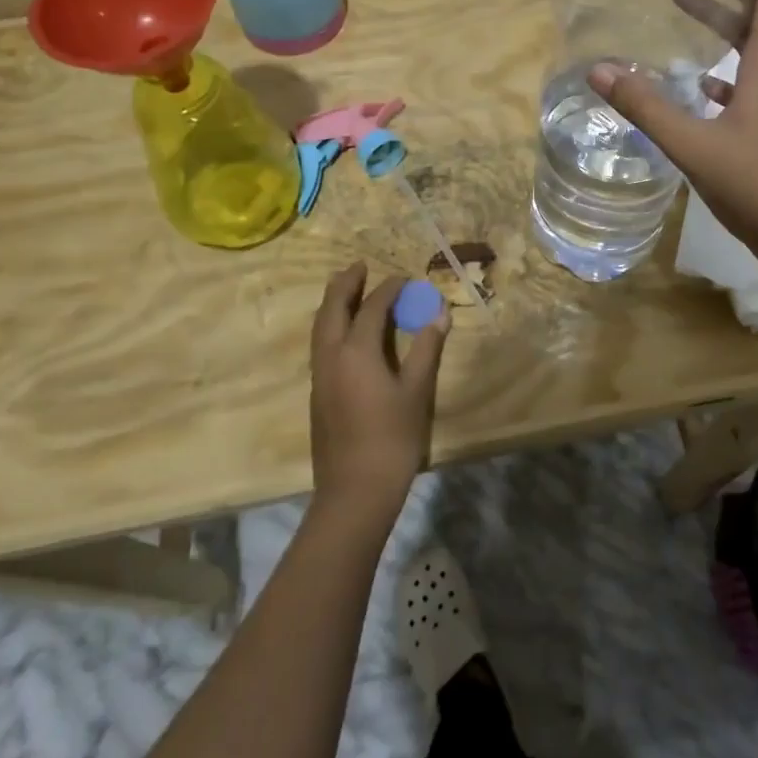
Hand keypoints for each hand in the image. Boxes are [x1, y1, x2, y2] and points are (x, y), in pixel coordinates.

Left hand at [308, 263, 448, 522]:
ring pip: (320, 326)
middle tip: (359, 265)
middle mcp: (331, 356)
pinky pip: (320, 344)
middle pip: (332, 308)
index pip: (372, 307)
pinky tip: (343, 331)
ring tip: (346, 288)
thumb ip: (427, 348)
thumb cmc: (392, 439)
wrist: (354, 491)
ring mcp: (319, 375)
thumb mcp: (416, 391)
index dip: (389, 289)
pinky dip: (330, 324)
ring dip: (332, 302)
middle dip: (345, 284)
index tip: (405, 278)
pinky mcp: (316, 393)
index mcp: (356, 351)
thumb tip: (440, 312)